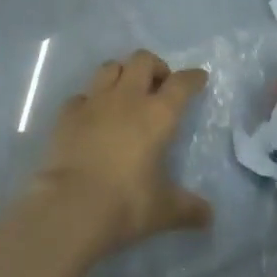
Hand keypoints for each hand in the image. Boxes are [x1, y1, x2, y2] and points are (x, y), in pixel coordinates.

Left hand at [28, 50, 211, 258]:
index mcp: (157, 115)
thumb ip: (188, 209)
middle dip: (155, 66)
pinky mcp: (67, 113)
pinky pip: (82, 95)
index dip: (192, 77)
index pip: (181, 84)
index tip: (198, 78)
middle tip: (159, 86)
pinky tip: (92, 117)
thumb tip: (209, 216)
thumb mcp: (163, 210)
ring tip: (126, 92)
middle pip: (143, 60)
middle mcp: (127, 98)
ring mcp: (94, 101)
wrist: (71, 206)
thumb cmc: (125, 204)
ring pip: (110, 67)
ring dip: (122, 73)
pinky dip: (90, 101)